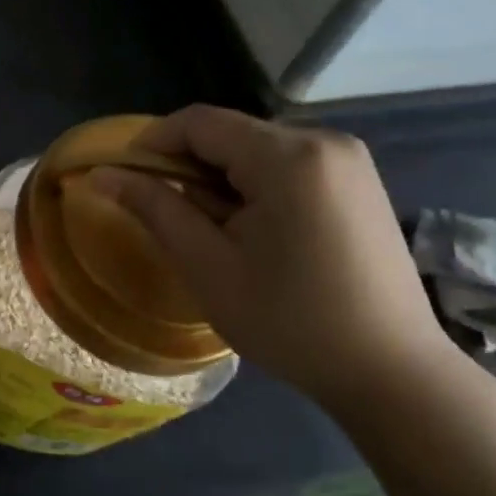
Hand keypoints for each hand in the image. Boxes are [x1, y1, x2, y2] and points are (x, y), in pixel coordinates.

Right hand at [89, 106, 463, 409]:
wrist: (393, 373)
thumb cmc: (290, 322)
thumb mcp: (208, 266)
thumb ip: (154, 208)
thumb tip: (101, 174)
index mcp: (288, 156)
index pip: (200, 122)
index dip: (152, 142)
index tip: (124, 177)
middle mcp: (324, 141)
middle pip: (231, 133)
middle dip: (190, 165)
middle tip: (169, 215)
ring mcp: (349, 159)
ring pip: (258, 148)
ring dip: (222, 177)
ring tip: (214, 230)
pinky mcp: (360, 181)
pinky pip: (289, 163)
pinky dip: (256, 184)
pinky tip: (256, 230)